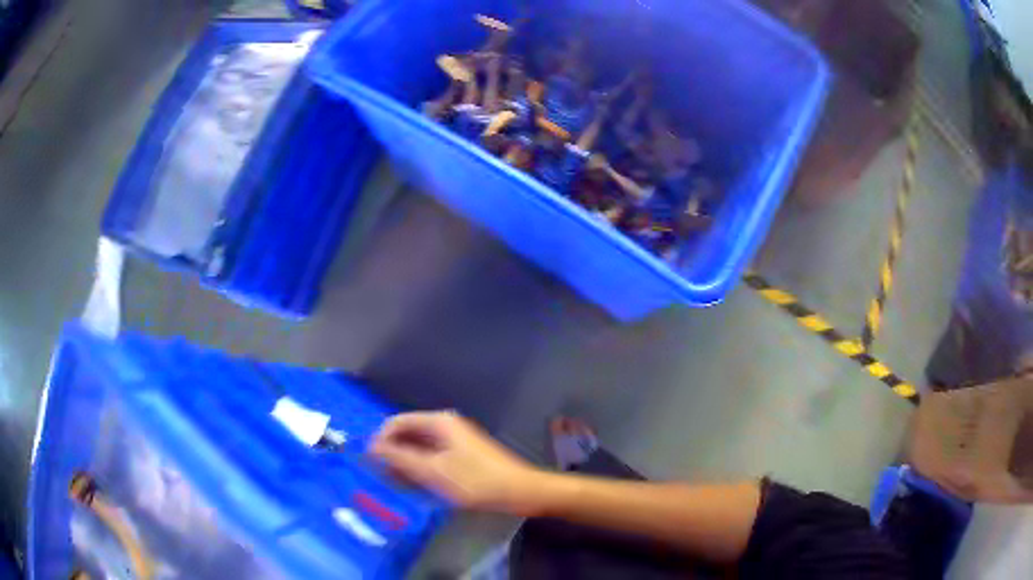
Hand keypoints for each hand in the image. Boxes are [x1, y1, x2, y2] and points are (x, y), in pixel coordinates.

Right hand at [371, 411, 542, 514]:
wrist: (519, 491)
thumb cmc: (475, 481)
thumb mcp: (433, 471)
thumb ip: (400, 458)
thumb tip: (372, 446)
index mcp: (439, 422)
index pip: (397, 422)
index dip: (381, 440)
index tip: (370, 463)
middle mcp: (445, 426)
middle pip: (408, 434)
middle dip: (394, 453)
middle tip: (384, 478)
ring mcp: (455, 441)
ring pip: (420, 447)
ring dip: (407, 464)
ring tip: (399, 485)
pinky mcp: (462, 455)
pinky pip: (432, 457)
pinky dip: (421, 469)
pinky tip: (419, 486)